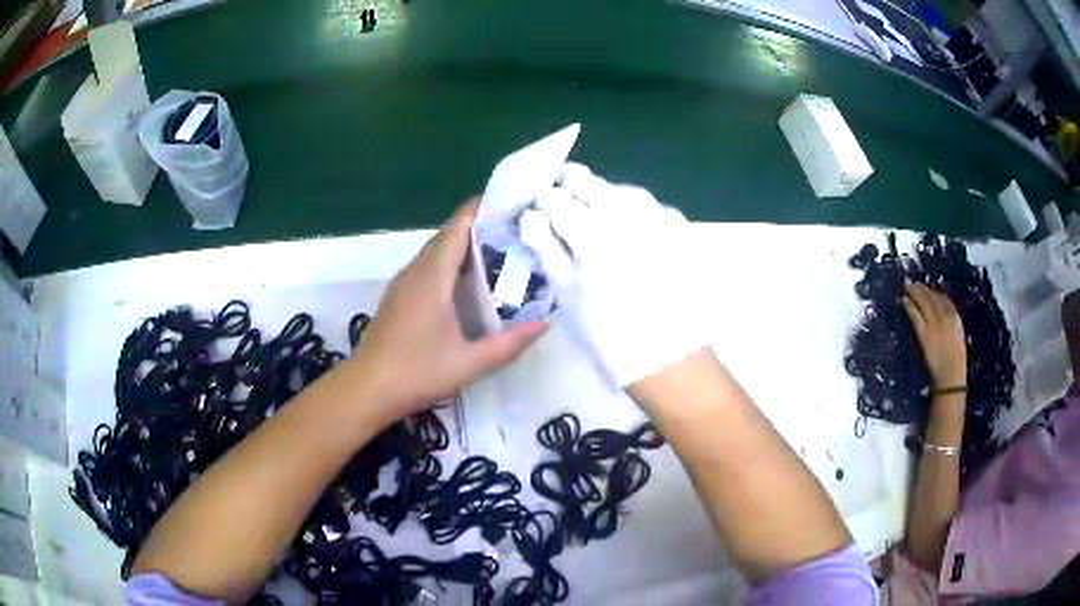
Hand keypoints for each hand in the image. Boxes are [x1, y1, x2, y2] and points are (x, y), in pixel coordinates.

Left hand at [351, 201, 547, 419]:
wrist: (366, 389)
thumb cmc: (417, 372)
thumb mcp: (470, 363)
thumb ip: (509, 344)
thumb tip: (543, 324)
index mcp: (432, 277)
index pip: (456, 228)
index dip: (479, 210)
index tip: (507, 202)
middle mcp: (415, 272)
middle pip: (446, 236)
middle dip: (476, 227)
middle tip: (511, 232)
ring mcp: (401, 284)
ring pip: (433, 252)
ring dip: (460, 246)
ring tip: (493, 253)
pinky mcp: (396, 297)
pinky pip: (424, 267)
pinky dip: (446, 263)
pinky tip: (461, 283)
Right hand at [521, 163, 703, 387]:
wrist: (671, 358)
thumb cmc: (609, 334)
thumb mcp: (567, 295)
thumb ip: (546, 248)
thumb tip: (530, 217)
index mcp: (591, 230)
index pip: (554, 198)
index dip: (541, 201)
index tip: (536, 212)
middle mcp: (625, 212)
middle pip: (588, 183)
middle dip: (569, 189)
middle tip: (563, 210)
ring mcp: (658, 217)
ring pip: (621, 189)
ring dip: (603, 196)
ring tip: (595, 217)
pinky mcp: (680, 229)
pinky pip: (651, 205)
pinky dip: (634, 210)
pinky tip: (631, 231)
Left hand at [901, 282, 966, 389]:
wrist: (951, 376)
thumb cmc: (956, 362)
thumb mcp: (958, 337)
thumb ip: (950, 325)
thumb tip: (941, 316)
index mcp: (955, 318)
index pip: (944, 299)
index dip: (933, 292)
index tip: (927, 288)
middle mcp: (945, 316)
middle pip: (932, 297)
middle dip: (922, 288)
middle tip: (913, 282)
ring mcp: (934, 324)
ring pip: (923, 303)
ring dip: (914, 292)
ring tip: (906, 286)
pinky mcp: (924, 333)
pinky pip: (915, 315)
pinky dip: (909, 306)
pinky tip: (903, 300)